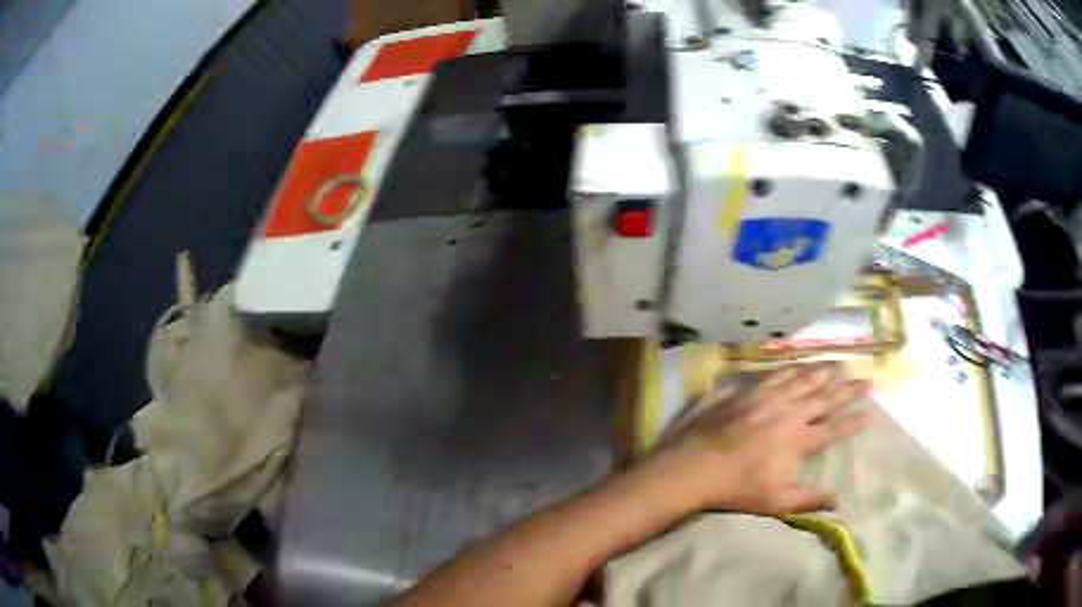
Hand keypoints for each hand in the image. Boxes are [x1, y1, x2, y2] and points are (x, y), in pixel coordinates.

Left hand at [640, 364, 869, 515]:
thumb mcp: (776, 501)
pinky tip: (799, 364)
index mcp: (798, 440)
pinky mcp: (747, 390)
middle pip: (825, 398)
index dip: (852, 422)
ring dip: (824, 373)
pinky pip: (776, 374)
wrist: (695, 465)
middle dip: (847, 389)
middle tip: (866, 378)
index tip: (869, 413)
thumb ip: (809, 499)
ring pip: (803, 380)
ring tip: (840, 364)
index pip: (833, 429)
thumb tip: (838, 501)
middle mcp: (789, 413)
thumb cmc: (736, 488)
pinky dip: (792, 368)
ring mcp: (767, 397)